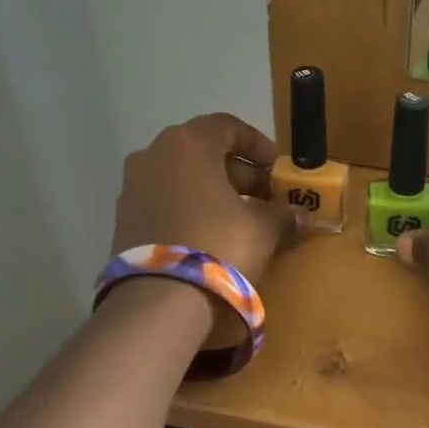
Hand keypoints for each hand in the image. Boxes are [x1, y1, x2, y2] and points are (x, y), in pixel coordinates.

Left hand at [111, 113, 307, 283]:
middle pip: (204, 154)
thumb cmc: (218, 246)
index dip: (259, 147)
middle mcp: (153, 155)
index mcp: (187, 144)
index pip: (228, 127)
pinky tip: (212, 237)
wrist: (159, 300)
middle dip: (239, 174)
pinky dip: (190, 211)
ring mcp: (133, 187)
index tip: (280, 170)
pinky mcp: (124, 220)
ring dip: (214, 193)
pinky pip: (165, 203)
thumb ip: (282, 216)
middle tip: (267, 198)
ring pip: (183, 179)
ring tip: (243, 221)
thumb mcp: (261, 230)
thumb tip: (304, 217)